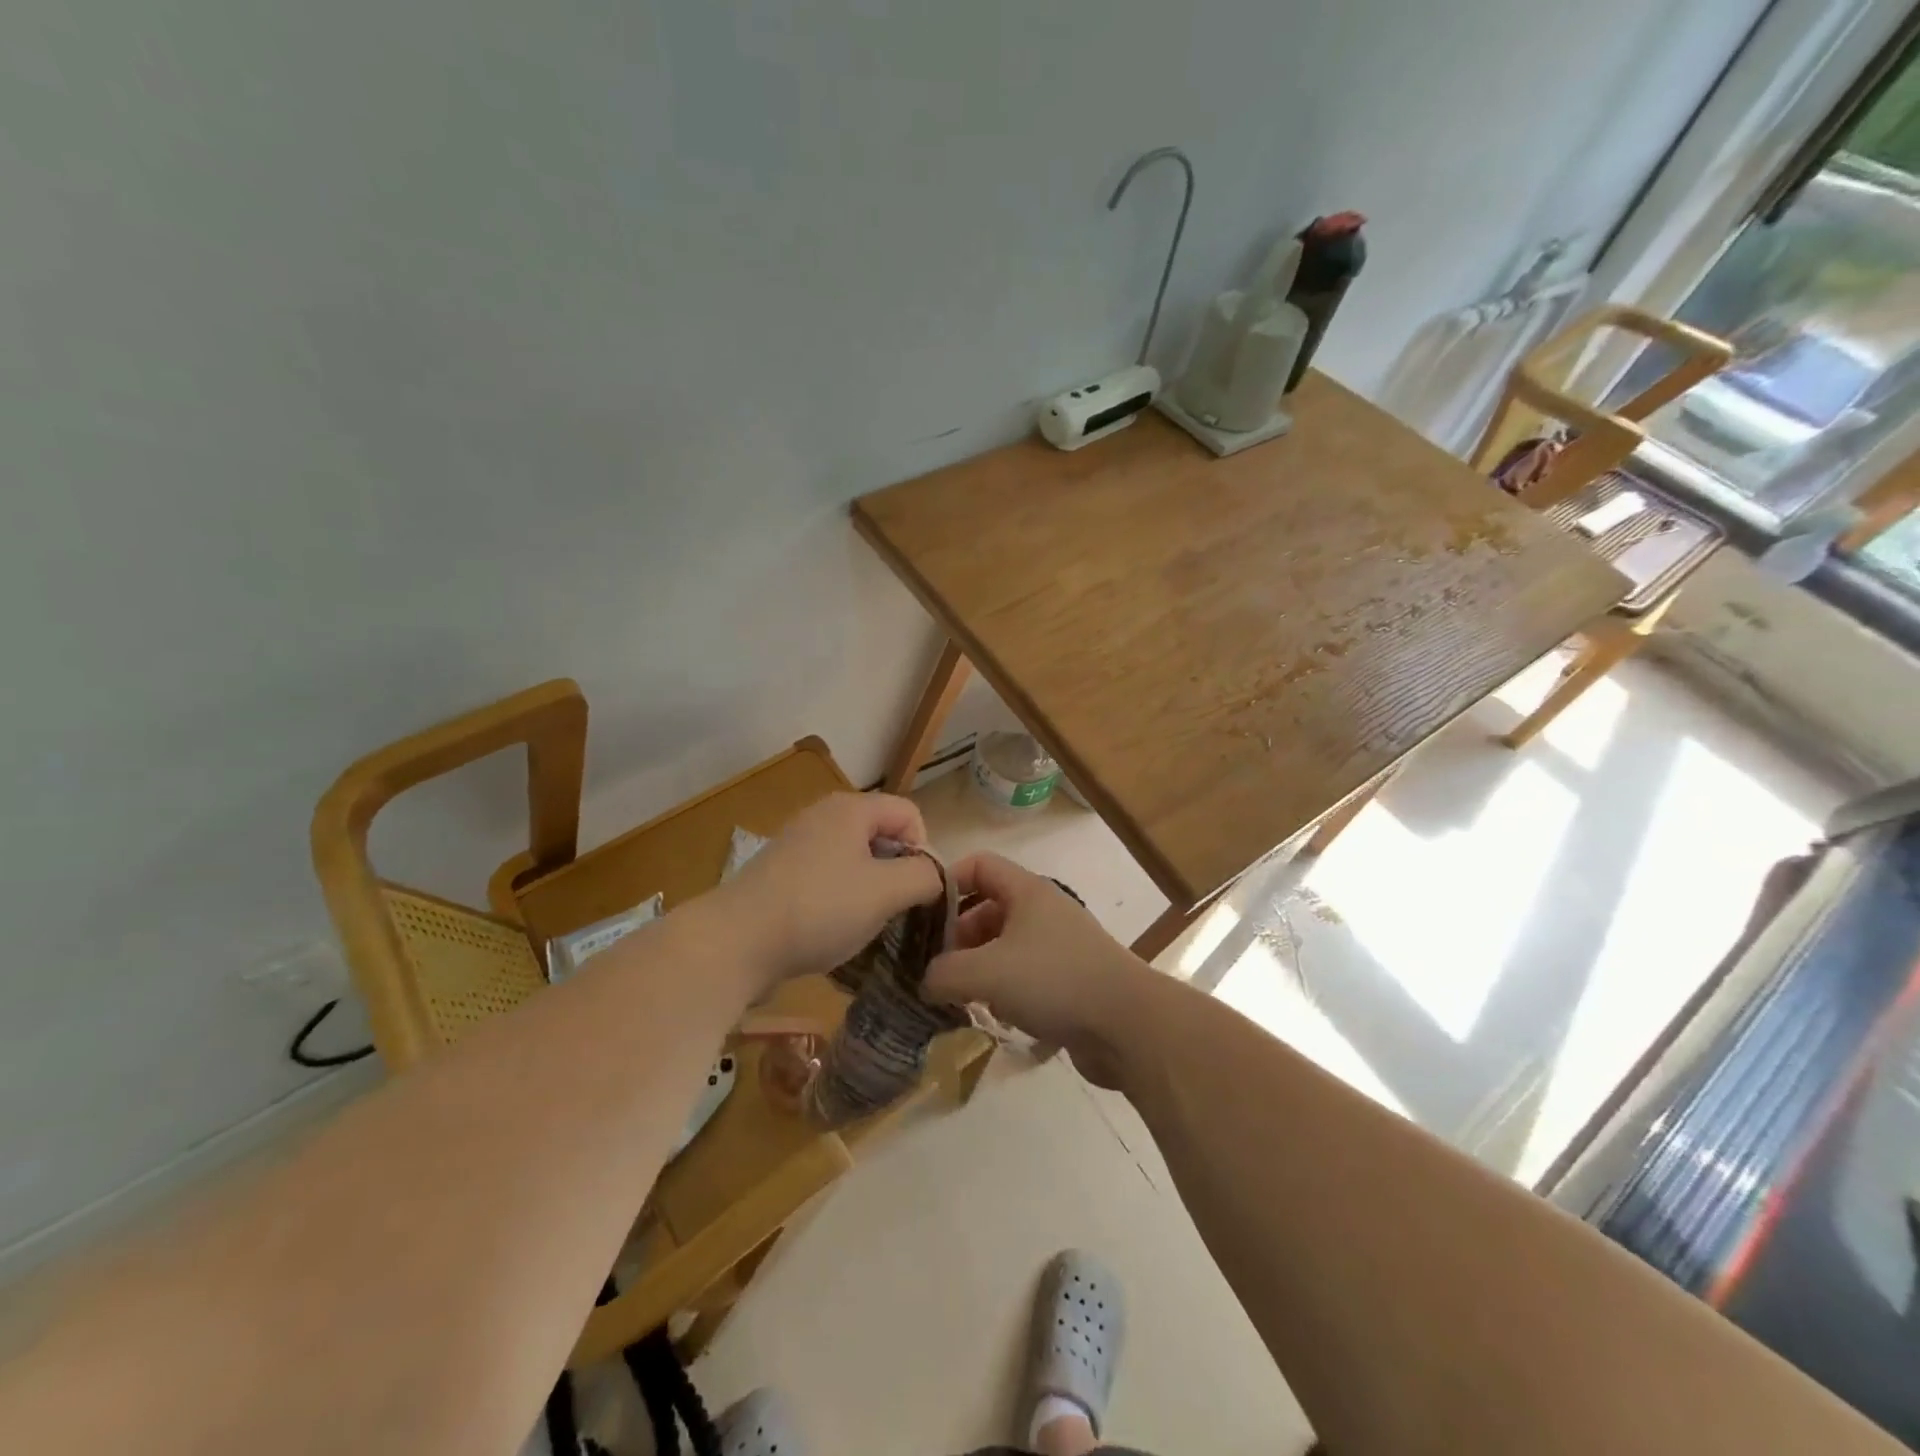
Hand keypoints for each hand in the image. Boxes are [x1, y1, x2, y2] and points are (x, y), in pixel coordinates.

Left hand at [715, 792, 943, 989]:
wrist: (736, 941)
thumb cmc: (820, 909)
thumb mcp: (886, 893)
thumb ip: (924, 877)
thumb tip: (934, 875)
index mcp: (851, 808)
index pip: (909, 813)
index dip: (924, 849)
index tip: (917, 890)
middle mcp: (823, 815)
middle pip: (881, 834)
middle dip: (896, 871)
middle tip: (893, 909)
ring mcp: (797, 843)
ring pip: (854, 859)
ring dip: (869, 889)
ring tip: (864, 923)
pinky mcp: (780, 872)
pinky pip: (827, 877)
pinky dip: (839, 899)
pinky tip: (831, 928)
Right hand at [925, 852, 1151, 1087]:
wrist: (1128, 1025)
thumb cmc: (1054, 981)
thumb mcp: (986, 973)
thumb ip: (943, 973)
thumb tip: (924, 980)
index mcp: (1027, 891)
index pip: (979, 864)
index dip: (947, 881)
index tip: (921, 914)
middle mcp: (1043, 911)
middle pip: (988, 907)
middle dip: (957, 934)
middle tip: (934, 965)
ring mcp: (1059, 946)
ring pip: (1004, 944)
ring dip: (978, 965)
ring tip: (957, 994)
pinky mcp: (1069, 979)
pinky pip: (1024, 974)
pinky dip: (1004, 988)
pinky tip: (993, 1014)